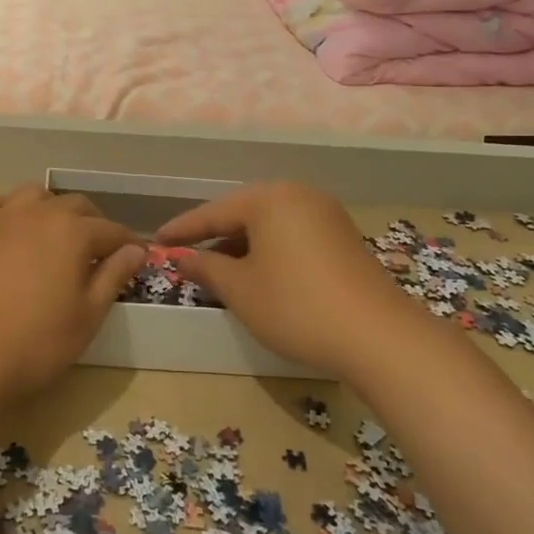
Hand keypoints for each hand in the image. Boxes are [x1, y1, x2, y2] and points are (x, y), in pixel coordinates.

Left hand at [0, 185, 145, 408]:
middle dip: (94, 223)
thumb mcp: (87, 317)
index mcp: (72, 232)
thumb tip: (136, 250)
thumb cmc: (34, 344)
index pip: (111, 230)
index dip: (127, 244)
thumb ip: (113, 277)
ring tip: (56, 236)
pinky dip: (10, 209)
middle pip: (76, 205)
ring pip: (34, 195)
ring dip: (52, 208)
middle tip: (100, 252)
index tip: (136, 257)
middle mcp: (38, 213)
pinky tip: (12, 230)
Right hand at [155, 181, 416, 379]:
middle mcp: (299, 196)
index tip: (155, 241)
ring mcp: (325, 215)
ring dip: (241, 245)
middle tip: (185, 254)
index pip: (214, 212)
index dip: (182, 230)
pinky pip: (292, 235)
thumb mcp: (240, 289)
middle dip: (213, 236)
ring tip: (217, 268)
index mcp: (270, 199)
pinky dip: (268, 251)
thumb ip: (206, 268)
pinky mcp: (342, 238)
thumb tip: (180, 256)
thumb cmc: (296, 306)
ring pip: (269, 225)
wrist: (378, 337)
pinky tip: (257, 273)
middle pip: (243, 213)